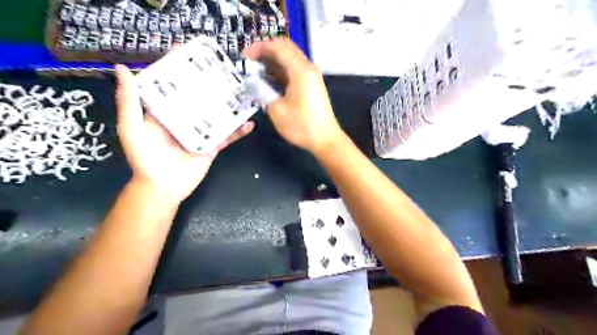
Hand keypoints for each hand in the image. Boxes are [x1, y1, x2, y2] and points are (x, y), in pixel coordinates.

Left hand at [116, 65, 252, 201]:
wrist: (163, 187)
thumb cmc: (145, 158)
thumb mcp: (132, 127)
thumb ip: (130, 101)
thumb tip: (124, 69)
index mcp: (166, 111)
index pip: (174, 86)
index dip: (180, 70)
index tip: (191, 53)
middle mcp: (185, 118)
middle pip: (200, 97)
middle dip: (210, 84)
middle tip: (225, 70)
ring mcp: (201, 132)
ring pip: (217, 115)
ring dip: (230, 105)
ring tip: (243, 93)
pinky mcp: (212, 145)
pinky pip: (228, 136)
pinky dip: (239, 131)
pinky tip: (249, 123)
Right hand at [243, 38, 344, 155]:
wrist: (326, 140)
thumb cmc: (301, 126)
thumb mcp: (277, 110)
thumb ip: (262, 91)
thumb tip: (252, 81)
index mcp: (300, 70)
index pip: (278, 46)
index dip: (259, 47)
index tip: (245, 56)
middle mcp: (308, 68)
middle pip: (285, 50)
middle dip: (265, 52)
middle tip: (249, 62)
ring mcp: (312, 77)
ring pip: (290, 60)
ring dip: (273, 63)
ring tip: (256, 72)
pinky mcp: (312, 86)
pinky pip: (294, 72)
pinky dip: (281, 72)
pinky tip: (269, 81)